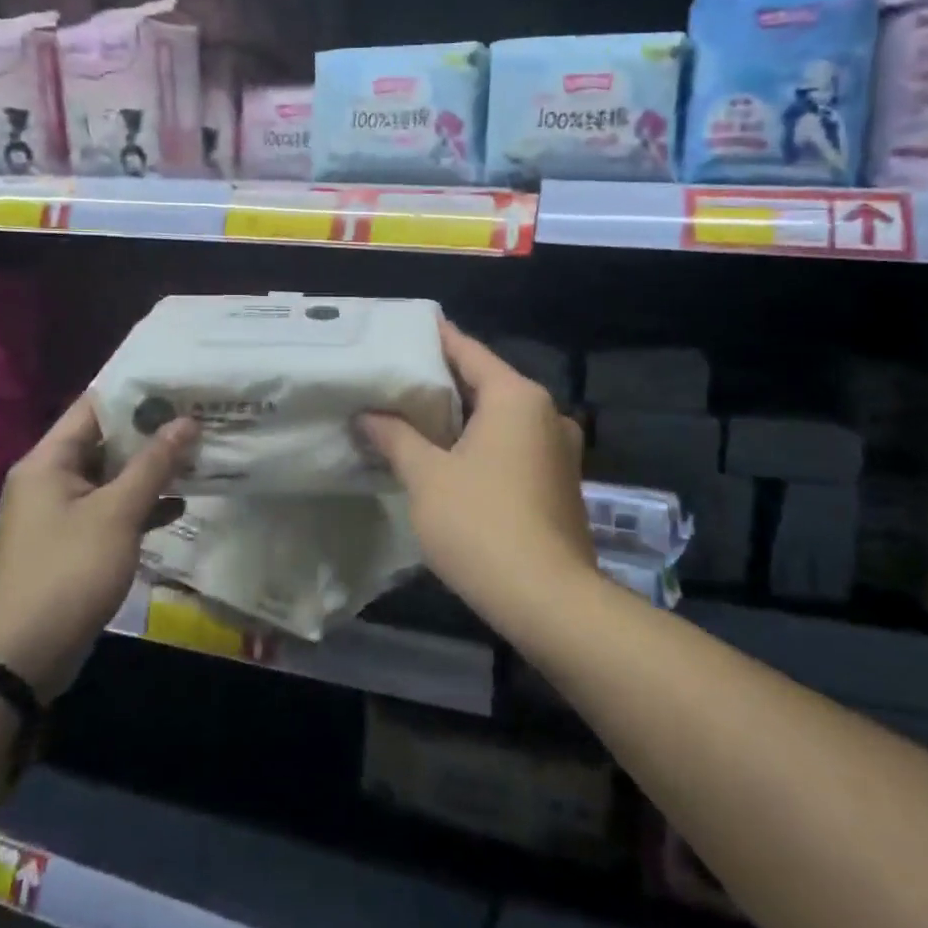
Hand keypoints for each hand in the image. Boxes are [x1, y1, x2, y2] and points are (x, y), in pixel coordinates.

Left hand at [0, 396, 195, 700]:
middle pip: (104, 442)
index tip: (179, 385)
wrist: (24, 655)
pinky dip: (140, 506)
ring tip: (198, 455)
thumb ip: (154, 464)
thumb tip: (187, 421)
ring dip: (150, 471)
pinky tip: (179, 505)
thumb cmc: (69, 571)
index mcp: (48, 461)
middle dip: (151, 433)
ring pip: (111, 478)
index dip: (135, 394)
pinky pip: (110, 511)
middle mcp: (49, 480)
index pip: (93, 407)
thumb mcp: (117, 513)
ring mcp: (60, 514)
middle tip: (198, 418)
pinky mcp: (73, 543)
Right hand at [361, 323, 594, 616]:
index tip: (406, 328)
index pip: (468, 352)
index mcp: (516, 397)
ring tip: (415, 417)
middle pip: (487, 383)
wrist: (548, 599)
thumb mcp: (427, 477)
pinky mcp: (560, 483)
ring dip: (463, 417)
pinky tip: (450, 458)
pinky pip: (514, 447)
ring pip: (501, 419)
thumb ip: (395, 438)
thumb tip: (368, 415)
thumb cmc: (481, 524)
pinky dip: (482, 444)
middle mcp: (546, 414)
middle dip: (443, 383)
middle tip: (397, 378)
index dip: (436, 338)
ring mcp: (559, 450)